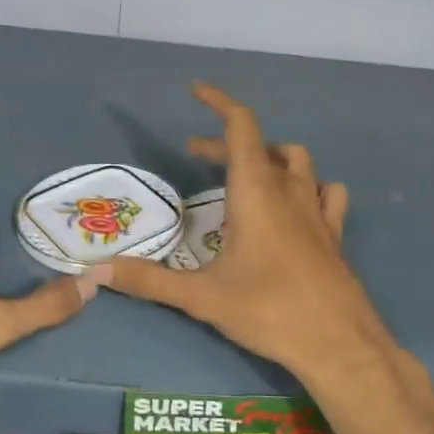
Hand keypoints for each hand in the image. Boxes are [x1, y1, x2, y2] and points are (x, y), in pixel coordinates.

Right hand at [101, 84, 396, 384]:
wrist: (338, 343)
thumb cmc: (268, 310)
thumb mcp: (201, 297)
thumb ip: (148, 280)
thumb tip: (96, 271)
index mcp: (256, 190)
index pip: (240, 126)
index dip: (219, 102)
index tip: (197, 90)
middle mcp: (289, 189)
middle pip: (260, 144)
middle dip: (226, 144)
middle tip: (195, 156)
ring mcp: (317, 209)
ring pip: (297, 161)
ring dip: (269, 157)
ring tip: (246, 174)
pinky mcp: (334, 232)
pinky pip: (324, 191)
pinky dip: (307, 185)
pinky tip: (296, 204)